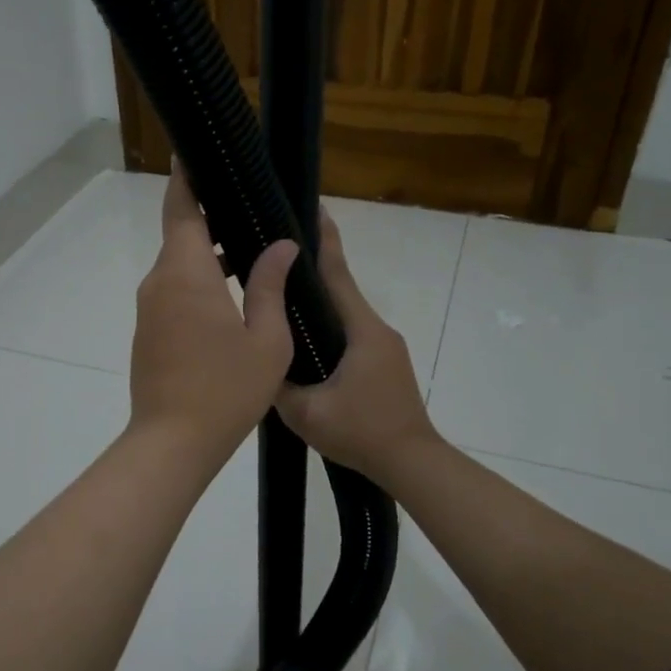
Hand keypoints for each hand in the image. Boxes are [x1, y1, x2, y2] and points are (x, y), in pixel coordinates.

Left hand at [129, 167, 297, 467]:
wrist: (172, 443)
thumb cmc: (225, 390)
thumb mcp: (265, 339)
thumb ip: (270, 285)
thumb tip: (282, 245)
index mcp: (186, 273)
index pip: (180, 207)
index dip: (187, 177)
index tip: (199, 153)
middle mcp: (159, 282)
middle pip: (181, 234)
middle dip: (213, 218)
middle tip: (254, 211)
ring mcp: (149, 309)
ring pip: (179, 266)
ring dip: (210, 256)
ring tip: (254, 255)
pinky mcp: (148, 333)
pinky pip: (174, 293)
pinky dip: (199, 283)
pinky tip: (232, 298)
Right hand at [277, 209, 437, 485]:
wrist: (410, 462)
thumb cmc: (361, 433)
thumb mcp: (306, 413)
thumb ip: (278, 383)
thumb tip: (260, 360)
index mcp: (361, 331)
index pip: (337, 275)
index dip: (322, 241)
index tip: (310, 208)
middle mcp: (376, 329)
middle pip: (340, 288)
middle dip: (312, 266)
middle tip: (276, 250)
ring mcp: (384, 347)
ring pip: (345, 313)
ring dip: (318, 299)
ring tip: (282, 293)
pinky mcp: (384, 364)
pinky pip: (350, 334)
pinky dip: (327, 325)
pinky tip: (304, 337)